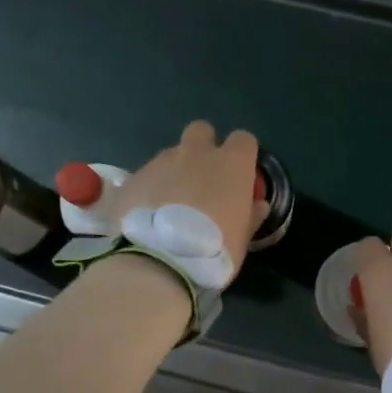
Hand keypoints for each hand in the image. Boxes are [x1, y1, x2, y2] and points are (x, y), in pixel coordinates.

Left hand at [113, 121, 267, 281]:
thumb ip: (251, 215)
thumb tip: (258, 204)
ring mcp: (161, 162)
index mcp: (231, 164)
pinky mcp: (133, 177)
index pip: (244, 140)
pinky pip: (145, 176)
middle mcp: (196, 153)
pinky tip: (146, 215)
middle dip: (202, 148)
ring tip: (168, 205)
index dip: (242, 155)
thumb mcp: (242, 238)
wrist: (159, 261)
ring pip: (170, 155)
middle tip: (201, 179)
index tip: (239, 174)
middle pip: (201, 131)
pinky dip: (148, 190)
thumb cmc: (214, 250)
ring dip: (173, 172)